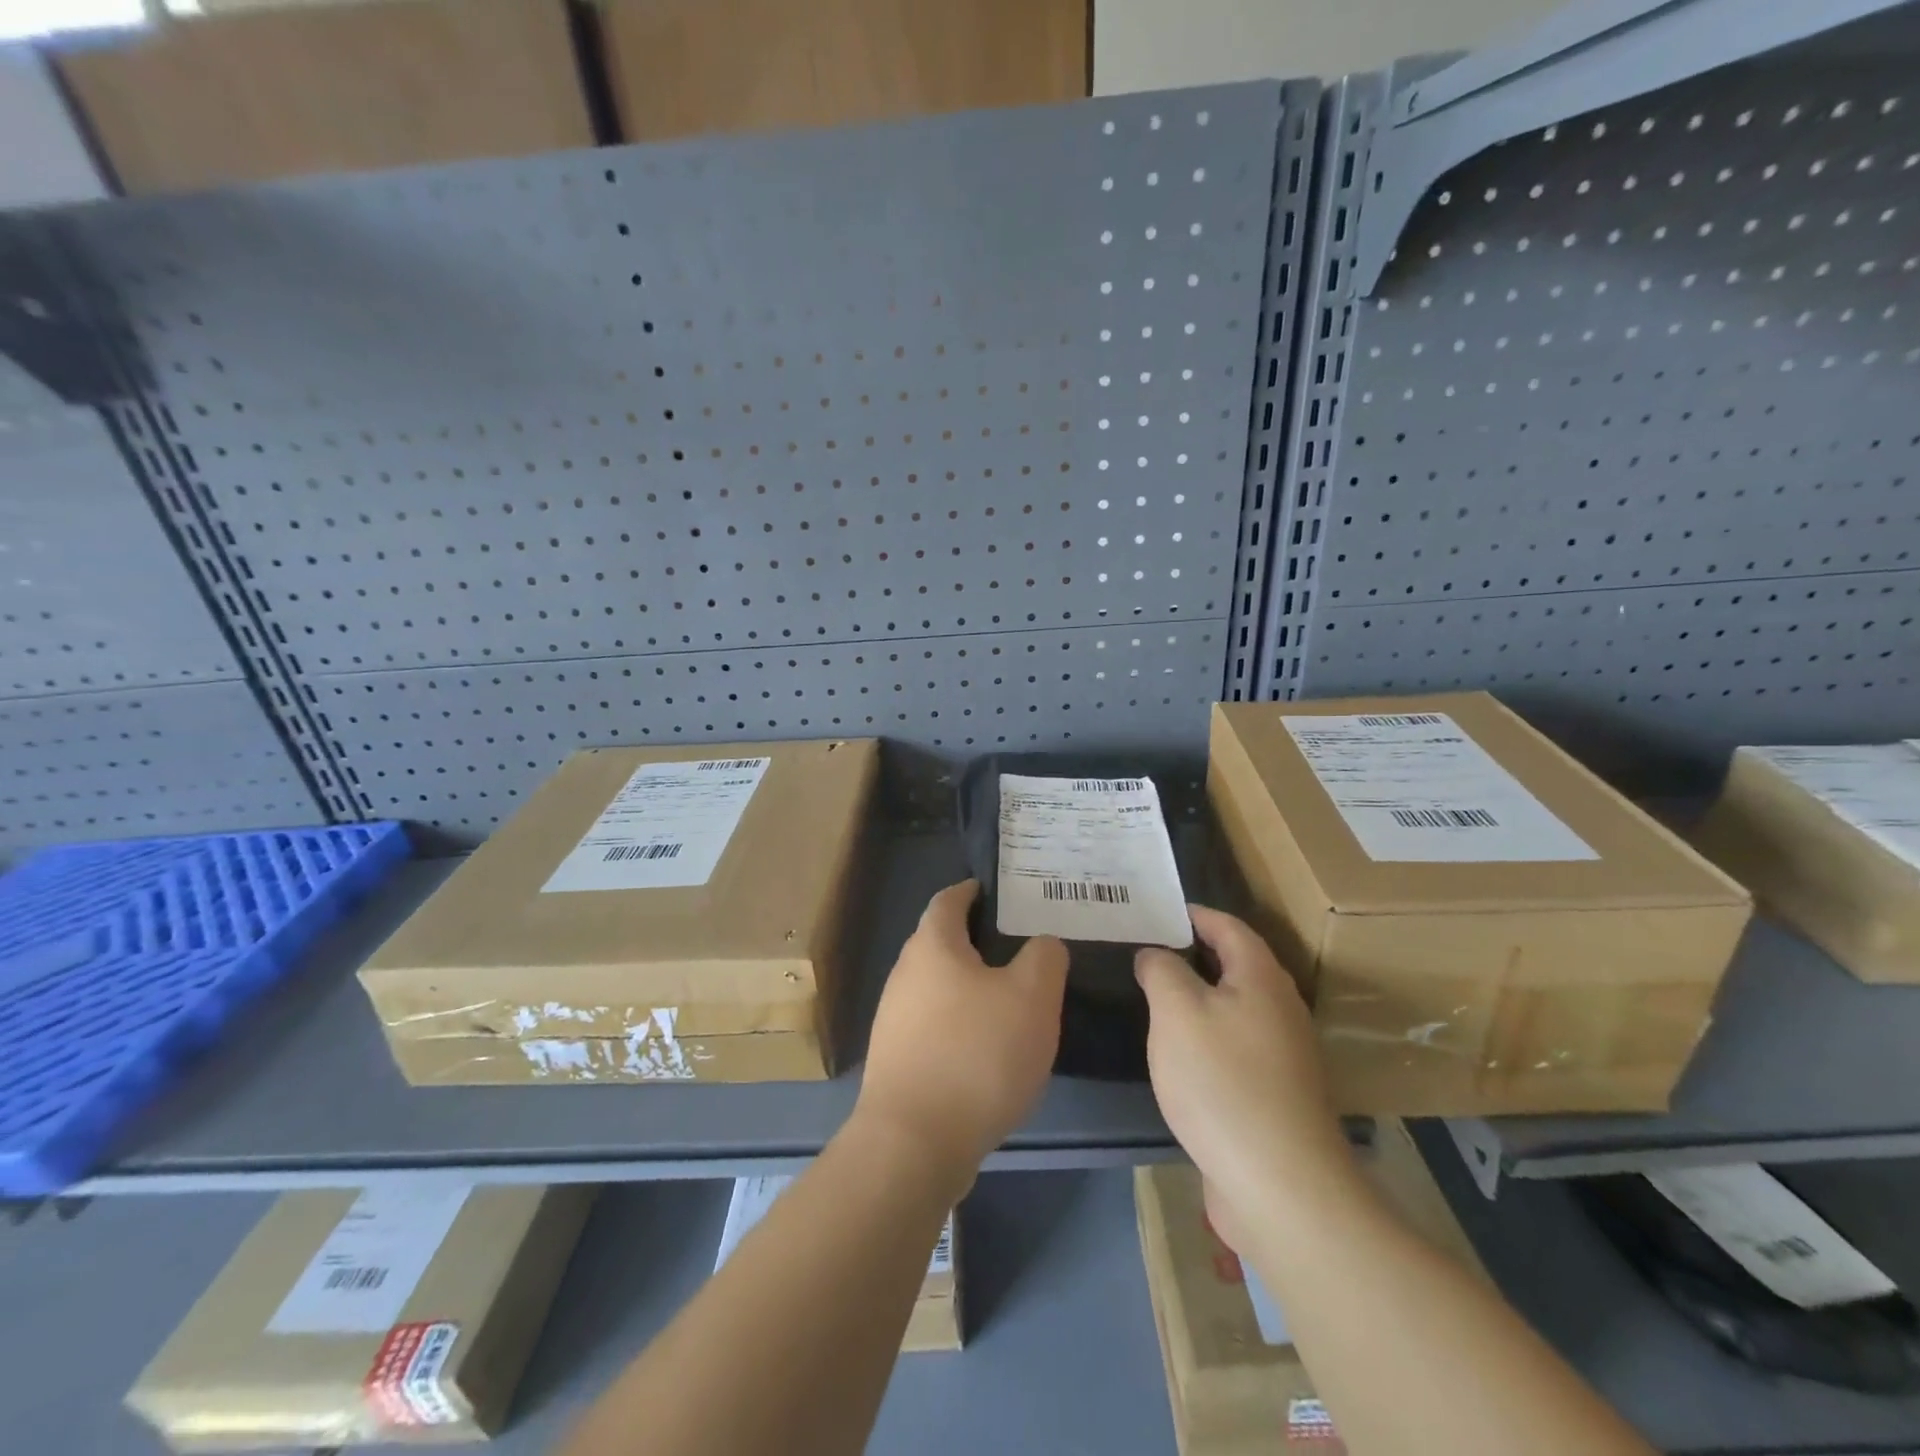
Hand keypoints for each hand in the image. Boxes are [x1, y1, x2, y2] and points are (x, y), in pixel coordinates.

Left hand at [857, 880, 1068, 1183]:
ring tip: (1011, 999)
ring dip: (970, 987)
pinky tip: (987, 1049)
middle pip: (941, 943)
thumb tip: (1042, 945)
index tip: (1000, 892)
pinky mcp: (895, 1060)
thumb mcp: (1032, 997)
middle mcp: (905, 974)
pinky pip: (933, 1025)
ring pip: (938, 986)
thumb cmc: (977, 1054)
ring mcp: (894, 1019)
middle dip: (977, 941)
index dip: (973, 891)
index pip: (949, 899)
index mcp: (933, 946)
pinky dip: (960, 1023)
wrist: (914, 1143)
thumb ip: (1044, 958)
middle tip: (1021, 949)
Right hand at [1135, 905, 1352, 1242]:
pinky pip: (1236, 1045)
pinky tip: (1180, 1052)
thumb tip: (1155, 953)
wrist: (1280, 1187)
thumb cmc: (1223, 1082)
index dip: (1193, 914)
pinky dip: (1207, 1034)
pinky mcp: (1276, 1094)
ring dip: (1199, 996)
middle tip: (1147, 949)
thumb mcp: (1176, 1011)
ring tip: (1155, 996)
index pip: (1228, 926)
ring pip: (1235, 1007)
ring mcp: (1283, 1055)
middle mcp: (1280, 1008)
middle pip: (1236, 965)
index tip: (1157, 910)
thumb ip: (1161, 970)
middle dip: (1193, 953)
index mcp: (1261, 978)